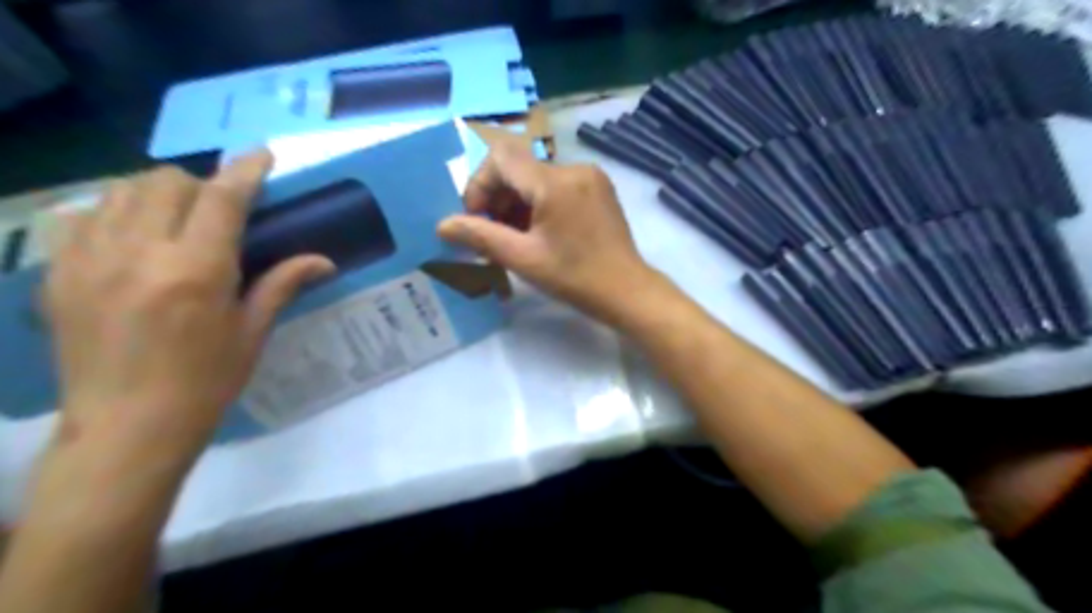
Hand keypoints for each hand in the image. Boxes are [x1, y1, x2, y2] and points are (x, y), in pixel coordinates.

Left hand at [42, 150, 332, 465]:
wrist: (126, 427)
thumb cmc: (205, 382)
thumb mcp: (252, 332)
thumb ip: (282, 284)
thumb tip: (324, 260)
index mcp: (196, 271)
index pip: (223, 199)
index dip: (245, 170)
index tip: (262, 155)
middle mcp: (138, 253)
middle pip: (165, 182)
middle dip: (200, 185)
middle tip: (220, 211)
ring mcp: (89, 260)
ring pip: (120, 190)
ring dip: (157, 194)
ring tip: (176, 221)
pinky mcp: (59, 273)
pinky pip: (83, 216)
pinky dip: (115, 213)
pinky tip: (133, 241)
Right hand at [439, 141, 656, 321]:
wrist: (627, 291)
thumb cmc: (575, 278)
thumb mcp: (523, 259)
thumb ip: (480, 237)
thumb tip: (442, 225)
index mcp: (555, 182)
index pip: (500, 157)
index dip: (479, 184)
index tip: (477, 219)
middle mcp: (574, 168)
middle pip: (519, 167)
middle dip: (497, 198)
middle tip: (492, 235)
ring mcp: (591, 177)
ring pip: (537, 178)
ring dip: (517, 203)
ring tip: (514, 238)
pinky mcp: (598, 189)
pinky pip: (557, 186)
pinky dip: (539, 204)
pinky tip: (539, 233)